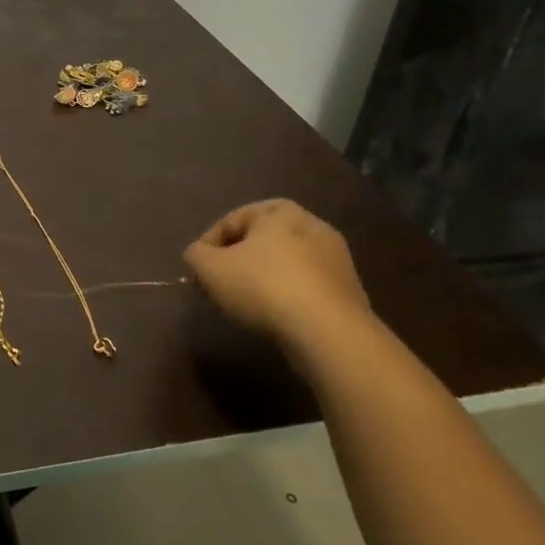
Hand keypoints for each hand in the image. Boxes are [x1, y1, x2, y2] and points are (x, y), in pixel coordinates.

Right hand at [183, 199, 372, 349]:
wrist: (329, 333)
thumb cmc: (263, 286)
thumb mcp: (209, 268)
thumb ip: (195, 255)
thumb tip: (198, 256)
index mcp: (279, 211)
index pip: (231, 221)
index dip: (207, 246)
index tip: (198, 272)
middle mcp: (312, 225)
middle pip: (259, 242)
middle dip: (236, 262)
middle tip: (219, 286)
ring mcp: (336, 259)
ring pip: (283, 265)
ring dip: (262, 280)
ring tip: (245, 305)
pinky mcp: (349, 291)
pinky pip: (305, 287)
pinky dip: (286, 297)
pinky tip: (275, 317)